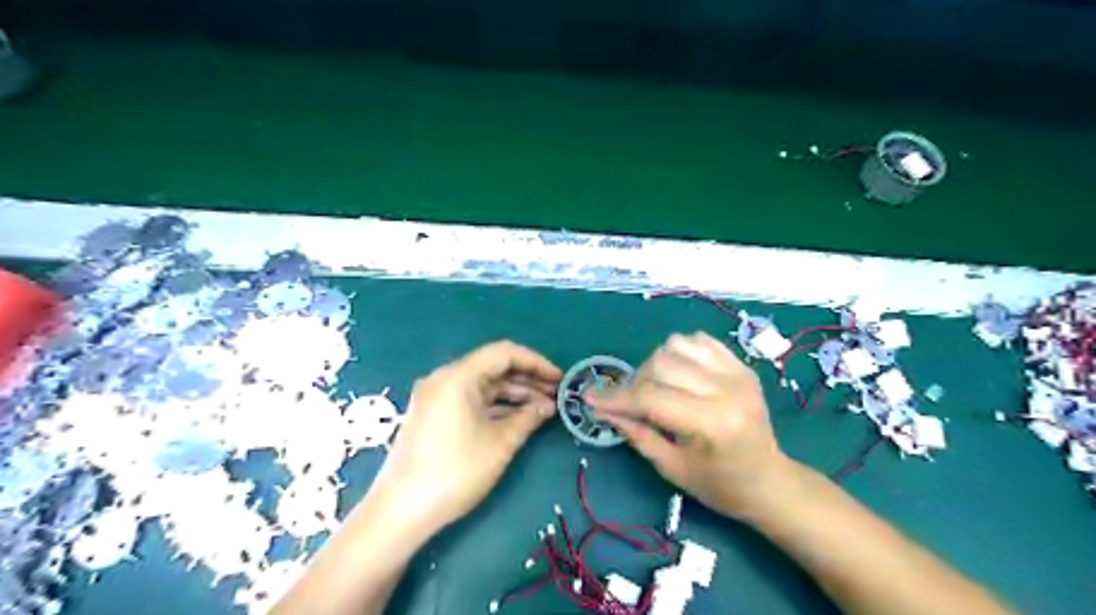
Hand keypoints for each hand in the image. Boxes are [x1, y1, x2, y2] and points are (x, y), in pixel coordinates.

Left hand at [378, 338, 564, 529]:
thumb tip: (548, 405)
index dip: (536, 363)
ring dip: (513, 394)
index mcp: (458, 376)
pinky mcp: (433, 414)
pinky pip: (470, 400)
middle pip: (493, 368)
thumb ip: (528, 417)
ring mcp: (436, 396)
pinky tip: (517, 418)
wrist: (402, 510)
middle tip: (556, 395)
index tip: (559, 378)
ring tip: (543, 409)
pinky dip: (495, 406)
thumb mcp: (500, 443)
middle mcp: (444, 378)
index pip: (504, 353)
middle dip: (527, 380)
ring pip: (483, 385)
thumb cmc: (455, 471)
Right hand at [596, 330, 792, 517]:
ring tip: (656, 386)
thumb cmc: (720, 485)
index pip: (651, 398)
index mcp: (712, 423)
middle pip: (662, 364)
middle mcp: (727, 390)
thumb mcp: (672, 469)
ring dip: (656, 363)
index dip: (616, 397)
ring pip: (678, 345)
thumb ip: (637, 434)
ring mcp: (737, 373)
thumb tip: (603, 409)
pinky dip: (680, 351)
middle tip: (630, 402)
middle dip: (635, 381)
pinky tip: (678, 373)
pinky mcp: (741, 366)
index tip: (589, 397)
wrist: (770, 481)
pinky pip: (699, 341)